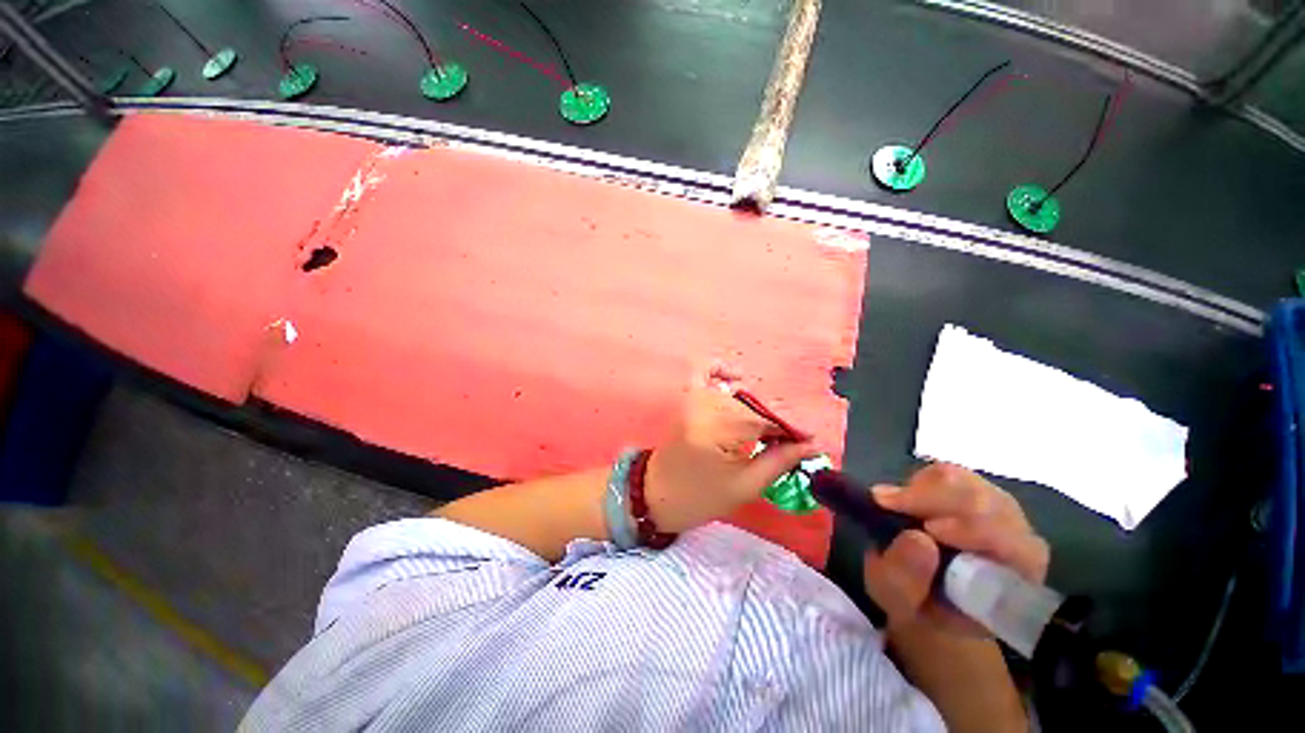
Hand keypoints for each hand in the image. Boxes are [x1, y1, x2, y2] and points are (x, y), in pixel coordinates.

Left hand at [644, 365, 817, 533]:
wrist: (656, 494)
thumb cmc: (700, 498)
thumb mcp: (745, 487)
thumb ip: (779, 461)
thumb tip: (811, 445)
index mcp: (714, 432)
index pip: (761, 419)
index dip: (789, 428)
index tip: (810, 439)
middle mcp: (702, 408)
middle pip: (750, 404)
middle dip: (773, 420)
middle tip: (787, 440)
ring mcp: (691, 400)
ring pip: (734, 392)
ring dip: (754, 406)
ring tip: (763, 427)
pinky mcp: (685, 398)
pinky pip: (702, 372)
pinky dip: (720, 369)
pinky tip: (737, 377)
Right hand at [862, 463, 1048, 634]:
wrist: (923, 594)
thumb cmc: (917, 606)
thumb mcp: (898, 603)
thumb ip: (905, 580)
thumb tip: (916, 537)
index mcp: (1015, 583)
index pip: (1015, 544)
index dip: (975, 530)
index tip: (926, 529)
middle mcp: (1019, 541)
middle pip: (987, 502)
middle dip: (932, 499)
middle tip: (886, 504)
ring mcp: (1001, 512)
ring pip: (968, 482)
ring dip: (923, 489)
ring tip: (893, 505)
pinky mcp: (978, 491)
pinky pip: (952, 474)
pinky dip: (922, 480)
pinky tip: (906, 498)